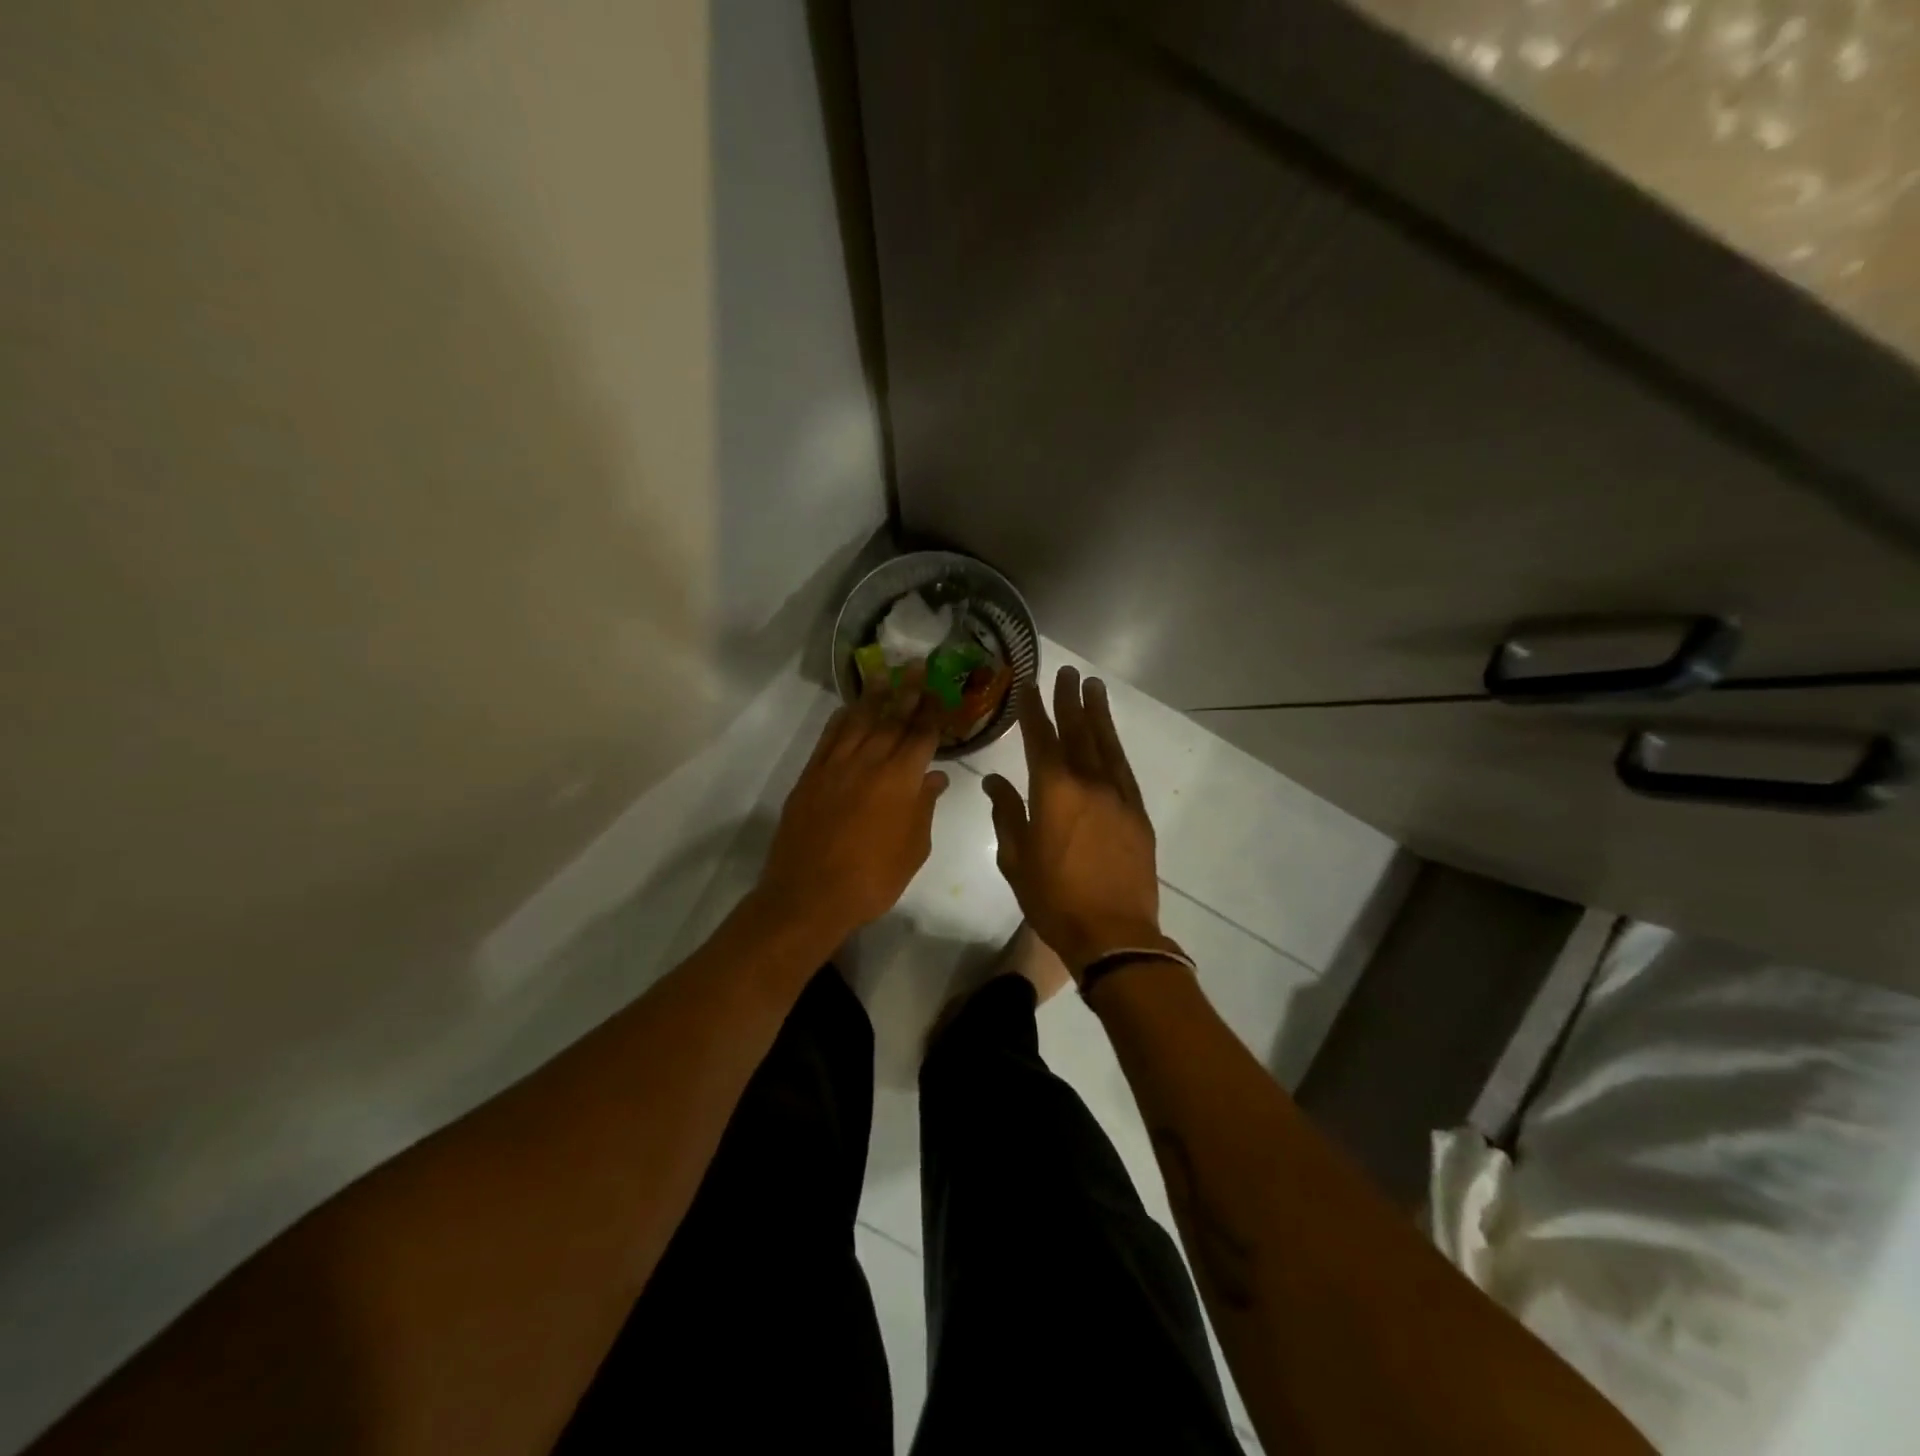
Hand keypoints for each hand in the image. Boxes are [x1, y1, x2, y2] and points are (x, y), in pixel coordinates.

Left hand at [756, 672, 948, 943]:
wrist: (809, 895)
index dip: (934, 710)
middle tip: (917, 665)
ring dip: (873, 695)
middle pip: (892, 719)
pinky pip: (829, 737)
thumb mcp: (913, 849)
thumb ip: (924, 808)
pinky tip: (849, 708)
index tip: (942, 688)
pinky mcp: (811, 775)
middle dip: (907, 691)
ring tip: (884, 672)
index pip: (922, 735)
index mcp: (900, 780)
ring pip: (858, 721)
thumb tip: (934, 778)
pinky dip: (842, 719)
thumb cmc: (872, 879)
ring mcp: (836, 766)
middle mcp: (869, 762)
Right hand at [984, 667, 1182, 977]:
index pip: (1040, 737)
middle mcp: (1088, 782)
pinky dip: (1115, 745)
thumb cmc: (1053, 898)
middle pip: (1078, 730)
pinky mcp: (1137, 812)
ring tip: (1093, 686)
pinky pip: (1124, 767)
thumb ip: (1006, 813)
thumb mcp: (1015, 858)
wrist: (1113, 933)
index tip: (1029, 685)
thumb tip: (994, 781)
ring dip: (1098, 713)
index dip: (1034, 709)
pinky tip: (1110, 736)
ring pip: (1106, 743)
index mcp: (1053, 790)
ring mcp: (1118, 795)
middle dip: (1070, 699)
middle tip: (1067, 672)